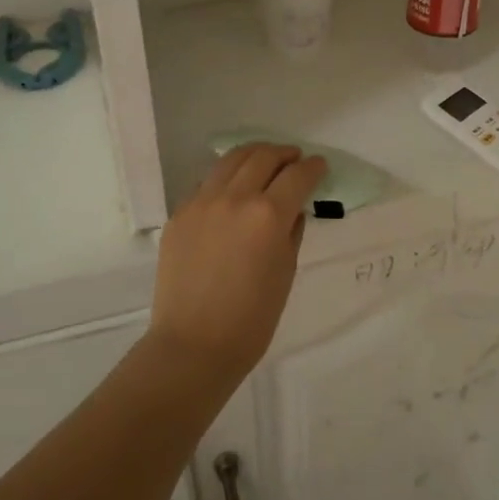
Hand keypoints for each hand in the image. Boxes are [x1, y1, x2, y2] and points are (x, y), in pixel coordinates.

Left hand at [149, 143, 327, 376]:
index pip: (297, 176)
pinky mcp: (179, 215)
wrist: (194, 345)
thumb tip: (292, 210)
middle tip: (295, 159)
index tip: (320, 166)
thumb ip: (292, 231)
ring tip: (265, 160)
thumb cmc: (252, 318)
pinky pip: (206, 183)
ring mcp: (201, 203)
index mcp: (268, 215)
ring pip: (230, 160)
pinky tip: (233, 189)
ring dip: (254, 155)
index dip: (313, 167)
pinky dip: (226, 177)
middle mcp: (234, 198)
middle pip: (263, 157)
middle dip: (284, 154)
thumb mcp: (286, 271)